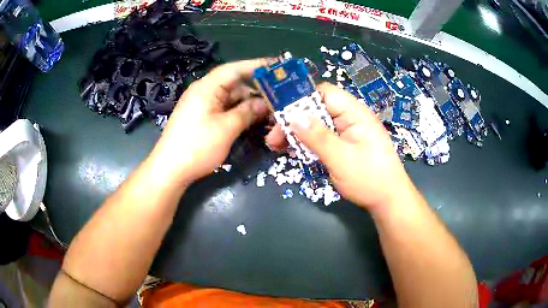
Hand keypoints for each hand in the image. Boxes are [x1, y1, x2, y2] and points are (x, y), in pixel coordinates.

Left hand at [150, 59, 268, 186]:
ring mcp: (203, 106)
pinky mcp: (203, 118)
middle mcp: (205, 92)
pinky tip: (255, 119)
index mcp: (207, 87)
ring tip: (272, 109)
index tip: (277, 66)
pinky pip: (225, 109)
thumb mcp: (226, 129)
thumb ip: (247, 113)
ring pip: (231, 98)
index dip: (257, 66)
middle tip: (280, 94)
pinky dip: (240, 113)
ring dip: (250, 103)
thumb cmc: (196, 147)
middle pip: (235, 84)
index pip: (235, 69)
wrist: (170, 170)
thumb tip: (264, 104)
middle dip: (257, 89)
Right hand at [266, 83, 414, 211]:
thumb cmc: (369, 179)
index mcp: (354, 112)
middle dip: (294, 121)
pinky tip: (294, 151)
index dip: (300, 99)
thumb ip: (317, 136)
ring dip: (298, 133)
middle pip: (317, 109)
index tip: (279, 115)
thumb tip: (293, 116)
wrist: (389, 200)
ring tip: (277, 146)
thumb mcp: (341, 158)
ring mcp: (348, 131)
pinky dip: (308, 143)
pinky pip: (323, 137)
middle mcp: (351, 117)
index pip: (323, 93)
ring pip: (318, 124)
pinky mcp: (345, 144)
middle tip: (273, 138)